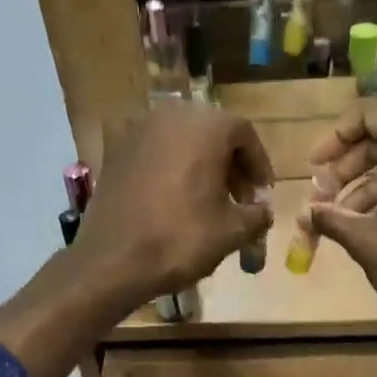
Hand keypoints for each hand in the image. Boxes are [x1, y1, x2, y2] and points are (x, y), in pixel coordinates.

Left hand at [76, 105, 275, 298]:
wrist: (113, 261)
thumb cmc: (180, 240)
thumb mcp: (231, 232)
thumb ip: (256, 215)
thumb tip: (263, 211)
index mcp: (205, 126)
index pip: (244, 135)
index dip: (258, 166)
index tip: (263, 195)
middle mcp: (171, 116)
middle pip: (212, 133)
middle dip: (230, 165)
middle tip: (239, 199)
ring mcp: (138, 131)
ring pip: (183, 142)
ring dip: (201, 166)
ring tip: (209, 202)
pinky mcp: (116, 152)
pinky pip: (156, 154)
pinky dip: (173, 171)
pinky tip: (176, 202)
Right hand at [299, 100, 376, 335]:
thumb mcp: (363, 240)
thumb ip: (330, 219)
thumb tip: (304, 214)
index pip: (370, 113)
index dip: (336, 134)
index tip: (315, 164)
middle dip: (345, 165)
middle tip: (321, 196)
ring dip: (362, 186)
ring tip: (337, 220)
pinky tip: (366, 228)